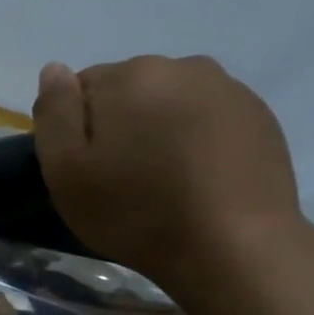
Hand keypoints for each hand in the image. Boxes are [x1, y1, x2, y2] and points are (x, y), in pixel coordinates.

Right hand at [32, 56, 303, 289]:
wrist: (234, 248)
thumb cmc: (136, 212)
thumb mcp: (66, 171)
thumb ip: (54, 112)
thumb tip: (54, 70)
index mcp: (129, 74)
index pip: (82, 86)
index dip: (76, 128)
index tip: (85, 167)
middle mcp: (182, 66)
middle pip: (130, 90)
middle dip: (121, 123)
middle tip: (123, 177)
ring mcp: (228, 89)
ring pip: (171, 102)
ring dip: (160, 128)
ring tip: (163, 179)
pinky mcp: (259, 117)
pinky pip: (209, 117)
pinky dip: (197, 139)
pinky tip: (198, 178)